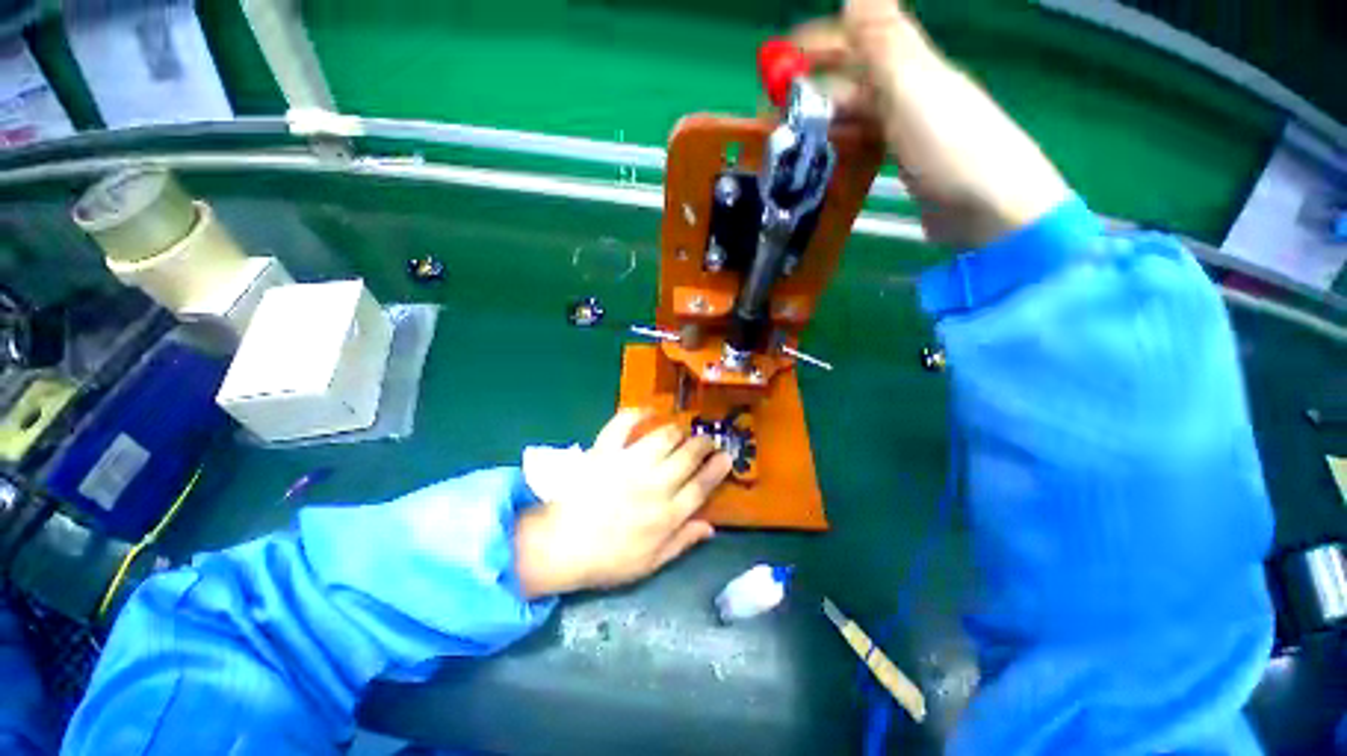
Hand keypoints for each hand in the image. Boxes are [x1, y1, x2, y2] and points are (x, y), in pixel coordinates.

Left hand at [513, 410, 732, 597]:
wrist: (559, 546)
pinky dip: (636, 413)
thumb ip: (682, 542)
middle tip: (706, 439)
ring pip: (664, 437)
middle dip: (703, 443)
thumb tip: (710, 526)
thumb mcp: (650, 564)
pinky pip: (623, 424)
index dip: (718, 468)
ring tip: (680, 430)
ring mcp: (628, 465)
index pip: (702, 486)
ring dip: (677, 430)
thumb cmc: (607, 560)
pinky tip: (647, 411)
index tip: (726, 456)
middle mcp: (654, 485)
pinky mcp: (605, 452)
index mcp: (666, 515)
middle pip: (688, 455)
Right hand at [791, 0, 1069, 248]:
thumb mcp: (914, 86)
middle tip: (771, 113)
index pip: (856, 40)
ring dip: (821, 120)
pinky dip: (841, 146)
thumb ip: (883, 39)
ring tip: (788, 139)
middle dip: (810, 88)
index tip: (775, 62)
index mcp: (910, 65)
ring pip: (855, 114)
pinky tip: (822, 159)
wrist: (991, 212)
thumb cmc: (953, 147)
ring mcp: (906, 129)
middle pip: (851, 79)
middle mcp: (908, 90)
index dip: (816, 44)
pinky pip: (864, 144)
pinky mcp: (904, 163)